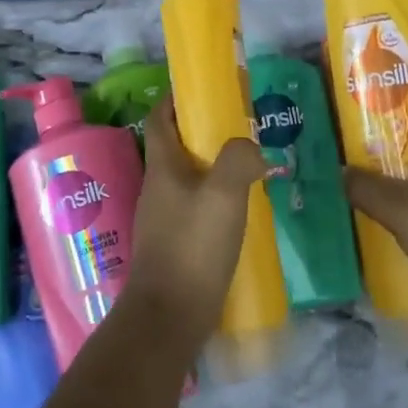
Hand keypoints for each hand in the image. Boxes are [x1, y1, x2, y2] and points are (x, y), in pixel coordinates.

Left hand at [124, 99, 269, 351]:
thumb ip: (239, 160)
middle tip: (239, 129)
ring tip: (247, 167)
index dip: (175, 99)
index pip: (159, 119)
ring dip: (210, 167)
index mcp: (162, 168)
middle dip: (202, 133)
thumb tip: (251, 148)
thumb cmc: (193, 248)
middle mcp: (156, 189)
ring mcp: (161, 219)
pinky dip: (213, 199)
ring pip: (185, 179)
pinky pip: (192, 208)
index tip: (202, 90)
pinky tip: (239, 210)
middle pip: (174, 147)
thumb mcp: (224, 195)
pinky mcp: (173, 245)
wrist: (168, 318)